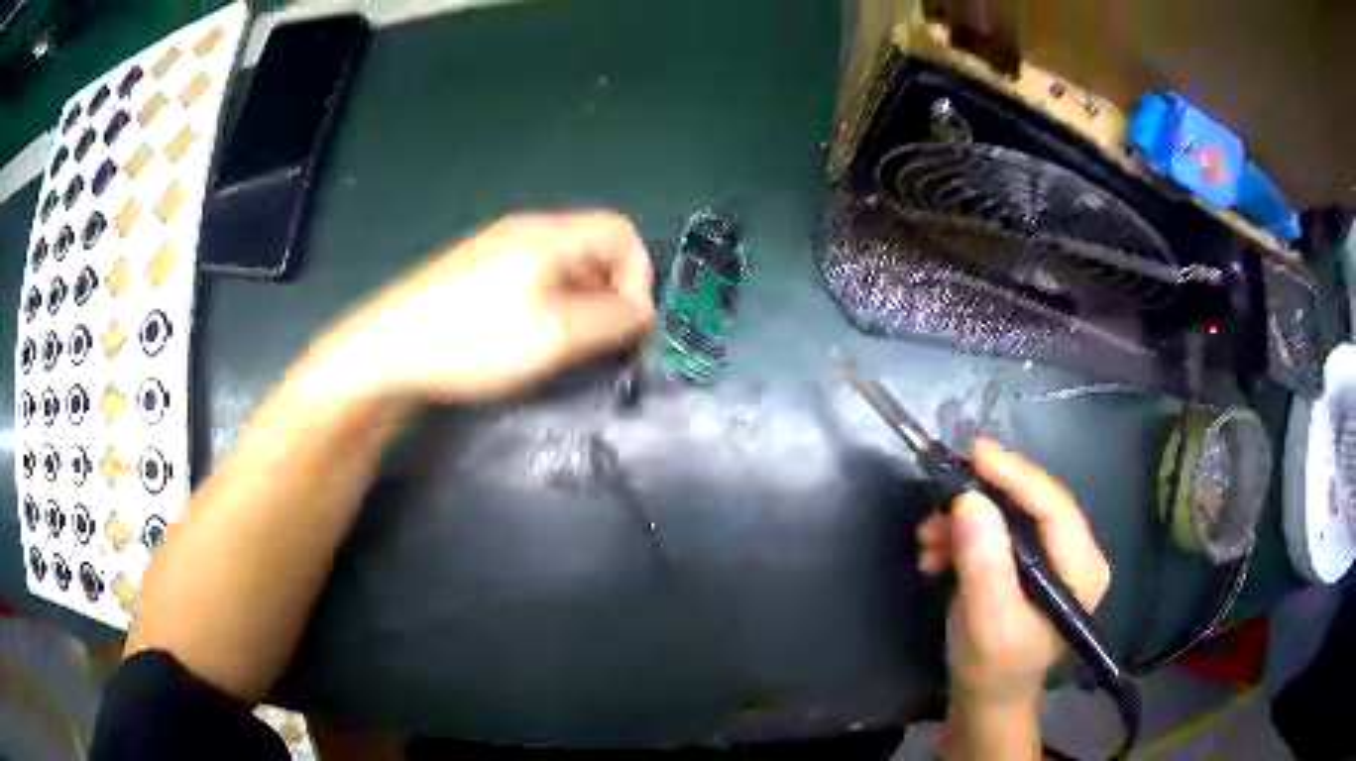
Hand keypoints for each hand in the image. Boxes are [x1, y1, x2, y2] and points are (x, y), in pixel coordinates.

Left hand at [298, 211, 654, 404]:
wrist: (389, 350)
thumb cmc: (476, 338)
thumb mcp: (556, 335)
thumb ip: (611, 320)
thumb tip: (643, 313)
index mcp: (551, 233)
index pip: (622, 232)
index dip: (640, 275)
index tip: (632, 324)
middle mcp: (527, 230)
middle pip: (593, 248)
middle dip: (611, 293)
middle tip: (601, 342)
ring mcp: (496, 250)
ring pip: (563, 267)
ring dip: (581, 304)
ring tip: (566, 346)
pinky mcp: (476, 273)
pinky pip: (533, 279)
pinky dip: (550, 306)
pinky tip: (528, 338)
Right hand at [917, 438, 1110, 708]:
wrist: (985, 699)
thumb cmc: (993, 669)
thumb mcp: (988, 622)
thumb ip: (984, 564)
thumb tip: (968, 500)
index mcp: (1082, 569)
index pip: (1054, 506)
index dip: (1016, 475)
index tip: (974, 452)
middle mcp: (1074, 553)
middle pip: (1033, 503)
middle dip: (983, 500)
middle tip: (938, 500)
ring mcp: (1053, 556)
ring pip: (1011, 513)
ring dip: (966, 521)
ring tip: (927, 541)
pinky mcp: (1029, 561)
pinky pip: (998, 529)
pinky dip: (964, 536)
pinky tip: (936, 554)